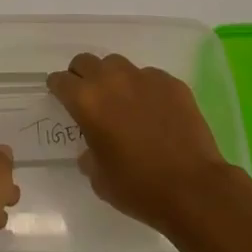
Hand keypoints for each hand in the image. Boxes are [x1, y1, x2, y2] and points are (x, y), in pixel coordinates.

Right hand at [46, 53, 235, 235]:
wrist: (193, 189)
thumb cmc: (138, 187)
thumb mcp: (98, 178)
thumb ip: (88, 153)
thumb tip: (92, 147)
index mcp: (87, 101)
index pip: (61, 81)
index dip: (57, 88)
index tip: (59, 96)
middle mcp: (112, 80)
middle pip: (86, 62)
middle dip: (81, 75)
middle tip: (88, 96)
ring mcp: (144, 78)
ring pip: (118, 64)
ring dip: (112, 78)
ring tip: (121, 100)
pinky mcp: (172, 83)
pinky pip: (149, 77)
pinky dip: (144, 89)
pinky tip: (154, 111)